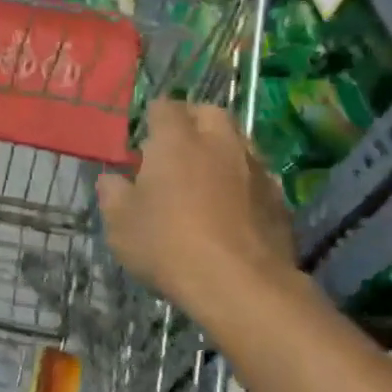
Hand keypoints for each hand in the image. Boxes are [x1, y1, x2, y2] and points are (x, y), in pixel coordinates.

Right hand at [97, 100, 298, 316]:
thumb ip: (112, 194)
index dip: (152, 118)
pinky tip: (234, 208)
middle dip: (193, 122)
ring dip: (222, 151)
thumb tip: (112, 180)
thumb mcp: (121, 224)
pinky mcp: (279, 197)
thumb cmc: (168, 245)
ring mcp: (254, 168)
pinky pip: (258, 176)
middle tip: (177, 150)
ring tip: (206, 178)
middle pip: (209, 113)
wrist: (241, 285)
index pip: (164, 106)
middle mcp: (219, 142)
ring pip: (239, 141)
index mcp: (176, 140)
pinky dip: (244, 182)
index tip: (143, 140)